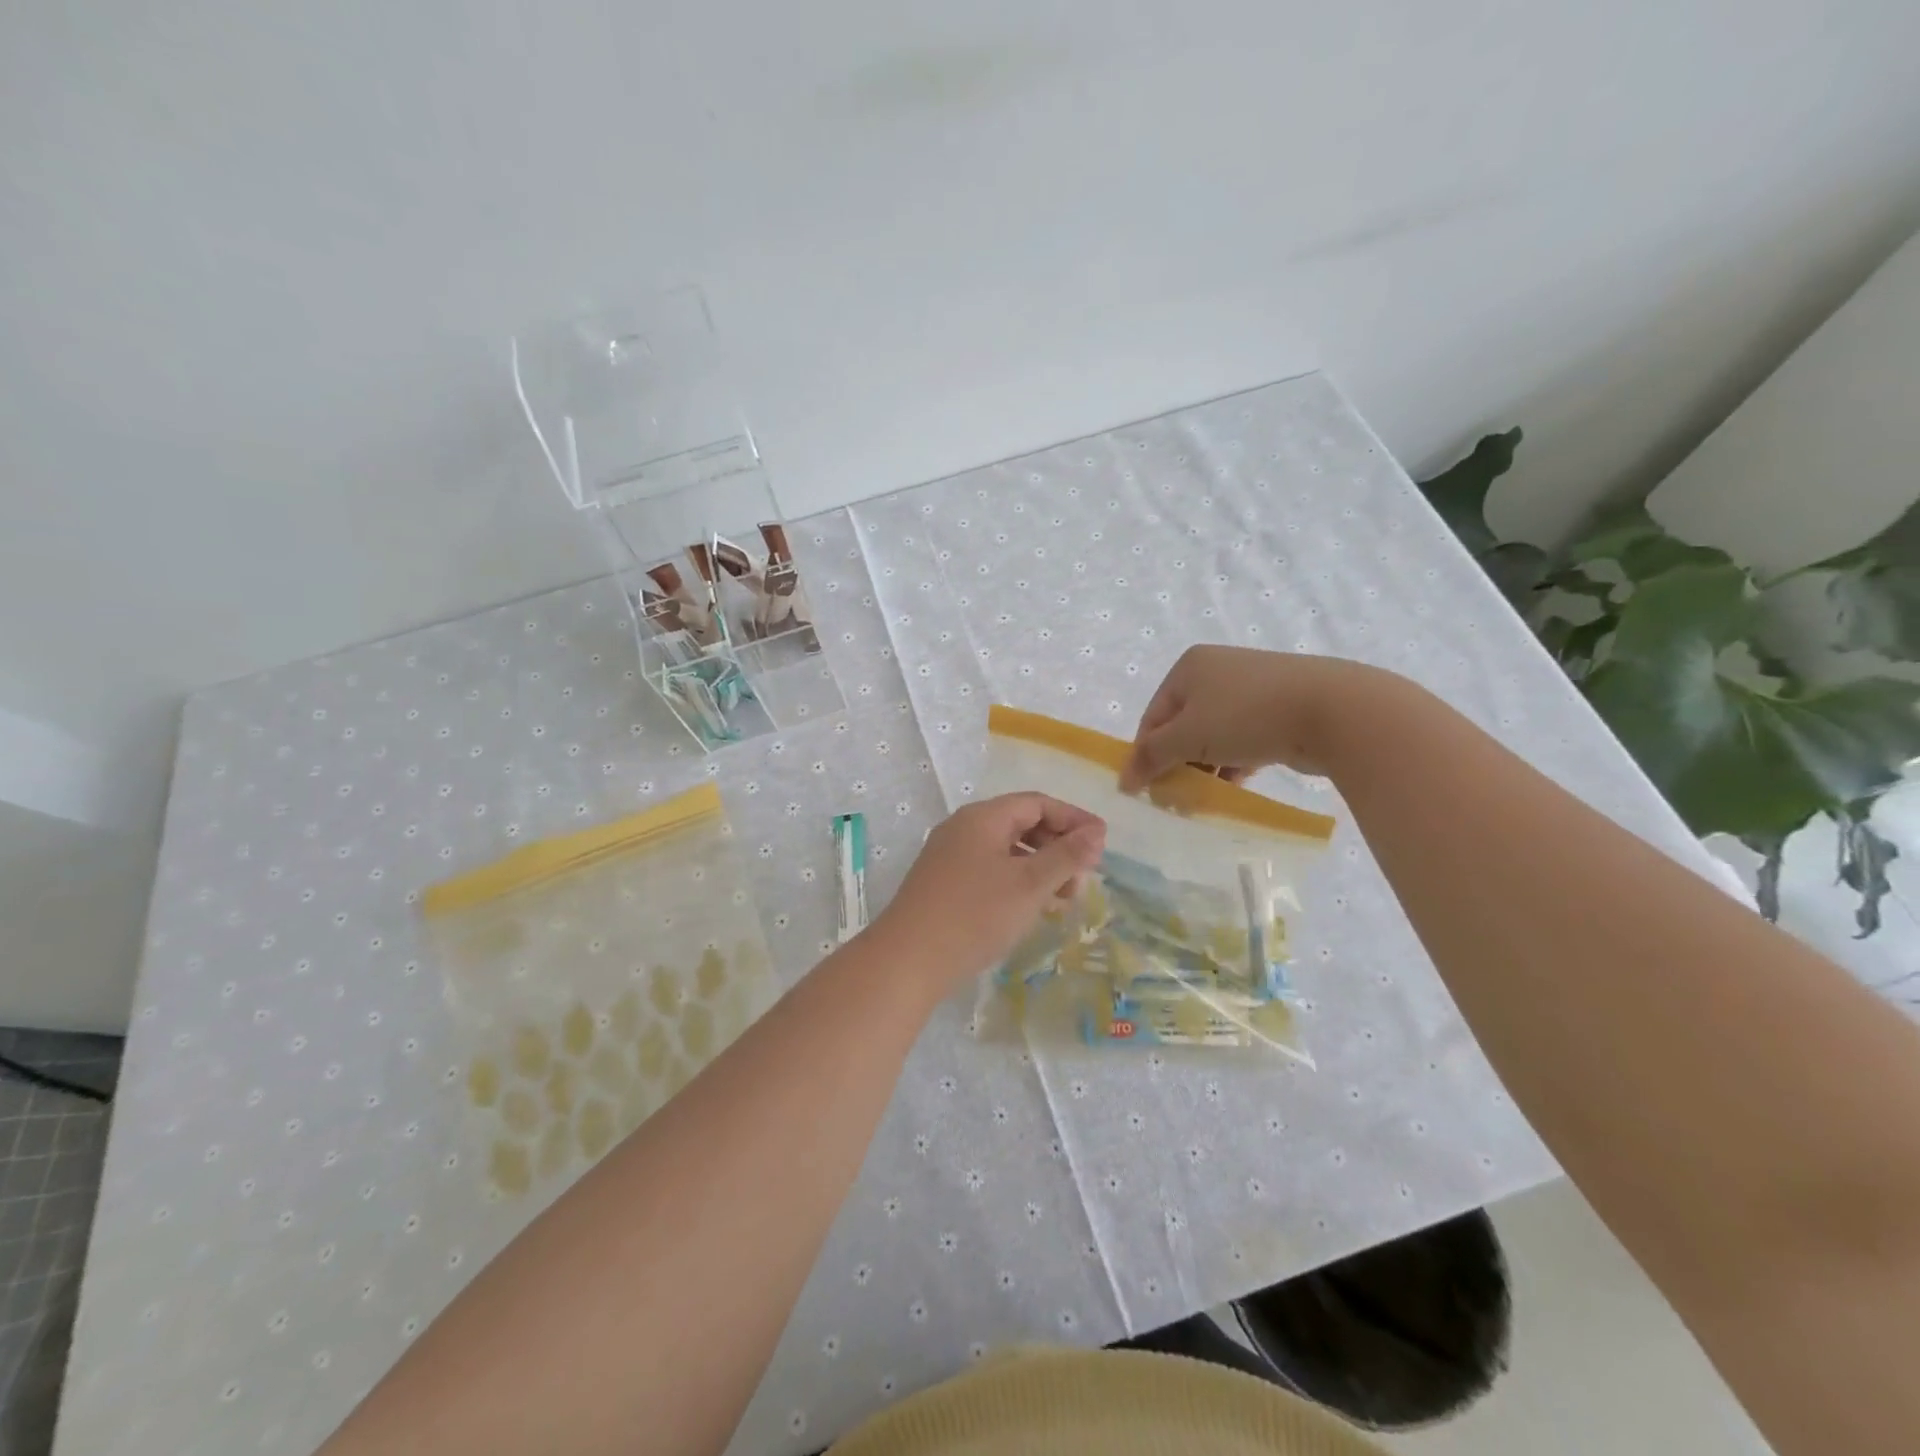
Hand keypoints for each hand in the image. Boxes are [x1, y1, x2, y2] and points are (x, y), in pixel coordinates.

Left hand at [868, 793, 1104, 990]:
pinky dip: (1017, 881)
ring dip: (1040, 867)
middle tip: (1085, 876)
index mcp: (983, 817)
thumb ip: (1066, 855)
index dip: (1073, 819)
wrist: (908, 960)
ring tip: (1063, 899)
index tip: (1103, 844)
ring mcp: (949, 856)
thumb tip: (1096, 832)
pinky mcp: (943, 883)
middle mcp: (963, 828)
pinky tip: (1030, 908)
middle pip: (1021, 823)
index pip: (1037, 803)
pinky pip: (990, 869)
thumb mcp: (1030, 884)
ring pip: (1006, 850)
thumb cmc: (975, 914)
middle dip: (1058, 846)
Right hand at [1119, 646, 1400, 789]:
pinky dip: (1233, 763)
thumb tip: (1124, 780)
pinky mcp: (1279, 709)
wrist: (1333, 710)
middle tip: (1176, 797)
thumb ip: (1151, 757)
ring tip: (1203, 798)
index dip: (1146, 754)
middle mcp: (1217, 671)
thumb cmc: (1245, 716)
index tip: (1148, 790)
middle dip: (1177, 763)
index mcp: (1188, 667)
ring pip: (1214, 735)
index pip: (1153, 716)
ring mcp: (1251, 689)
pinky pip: (1242, 740)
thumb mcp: (1187, 737)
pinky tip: (1233, 787)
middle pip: (1182, 726)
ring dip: (1205, 768)